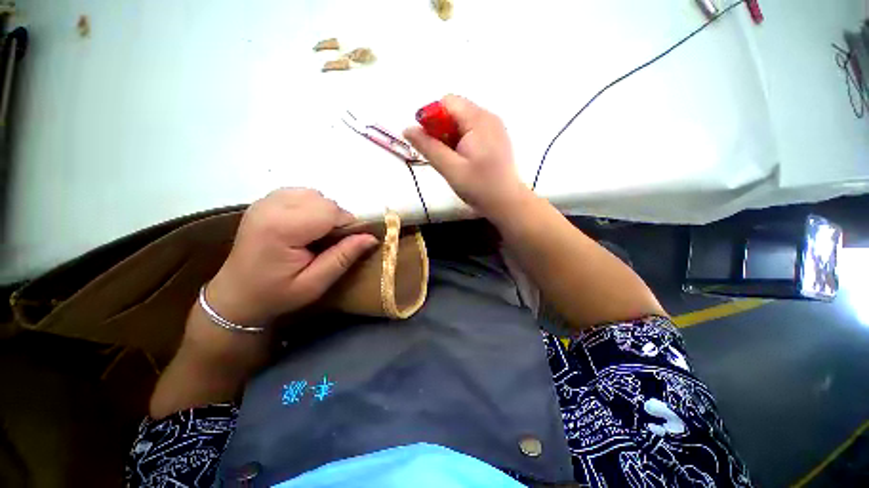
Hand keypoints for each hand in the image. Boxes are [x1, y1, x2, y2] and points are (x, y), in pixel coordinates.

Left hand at [205, 188, 377, 326]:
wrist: (236, 295)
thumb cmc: (276, 294)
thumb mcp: (315, 284)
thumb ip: (343, 257)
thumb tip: (371, 237)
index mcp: (281, 228)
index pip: (330, 210)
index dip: (346, 225)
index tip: (345, 244)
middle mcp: (271, 206)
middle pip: (323, 200)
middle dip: (336, 219)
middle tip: (330, 242)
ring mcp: (265, 201)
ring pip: (314, 194)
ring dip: (324, 212)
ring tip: (317, 234)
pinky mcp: (264, 201)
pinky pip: (301, 193)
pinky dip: (311, 206)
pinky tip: (305, 225)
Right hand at [404, 94, 530, 219]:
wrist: (507, 203)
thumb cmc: (479, 187)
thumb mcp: (450, 169)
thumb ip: (428, 148)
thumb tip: (407, 129)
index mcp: (478, 120)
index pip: (447, 102)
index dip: (431, 118)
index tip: (427, 141)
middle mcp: (488, 117)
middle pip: (455, 111)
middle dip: (441, 129)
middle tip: (440, 155)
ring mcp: (494, 128)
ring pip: (462, 122)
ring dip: (450, 137)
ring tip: (451, 161)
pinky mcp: (495, 139)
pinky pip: (472, 131)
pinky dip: (461, 142)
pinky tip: (462, 161)